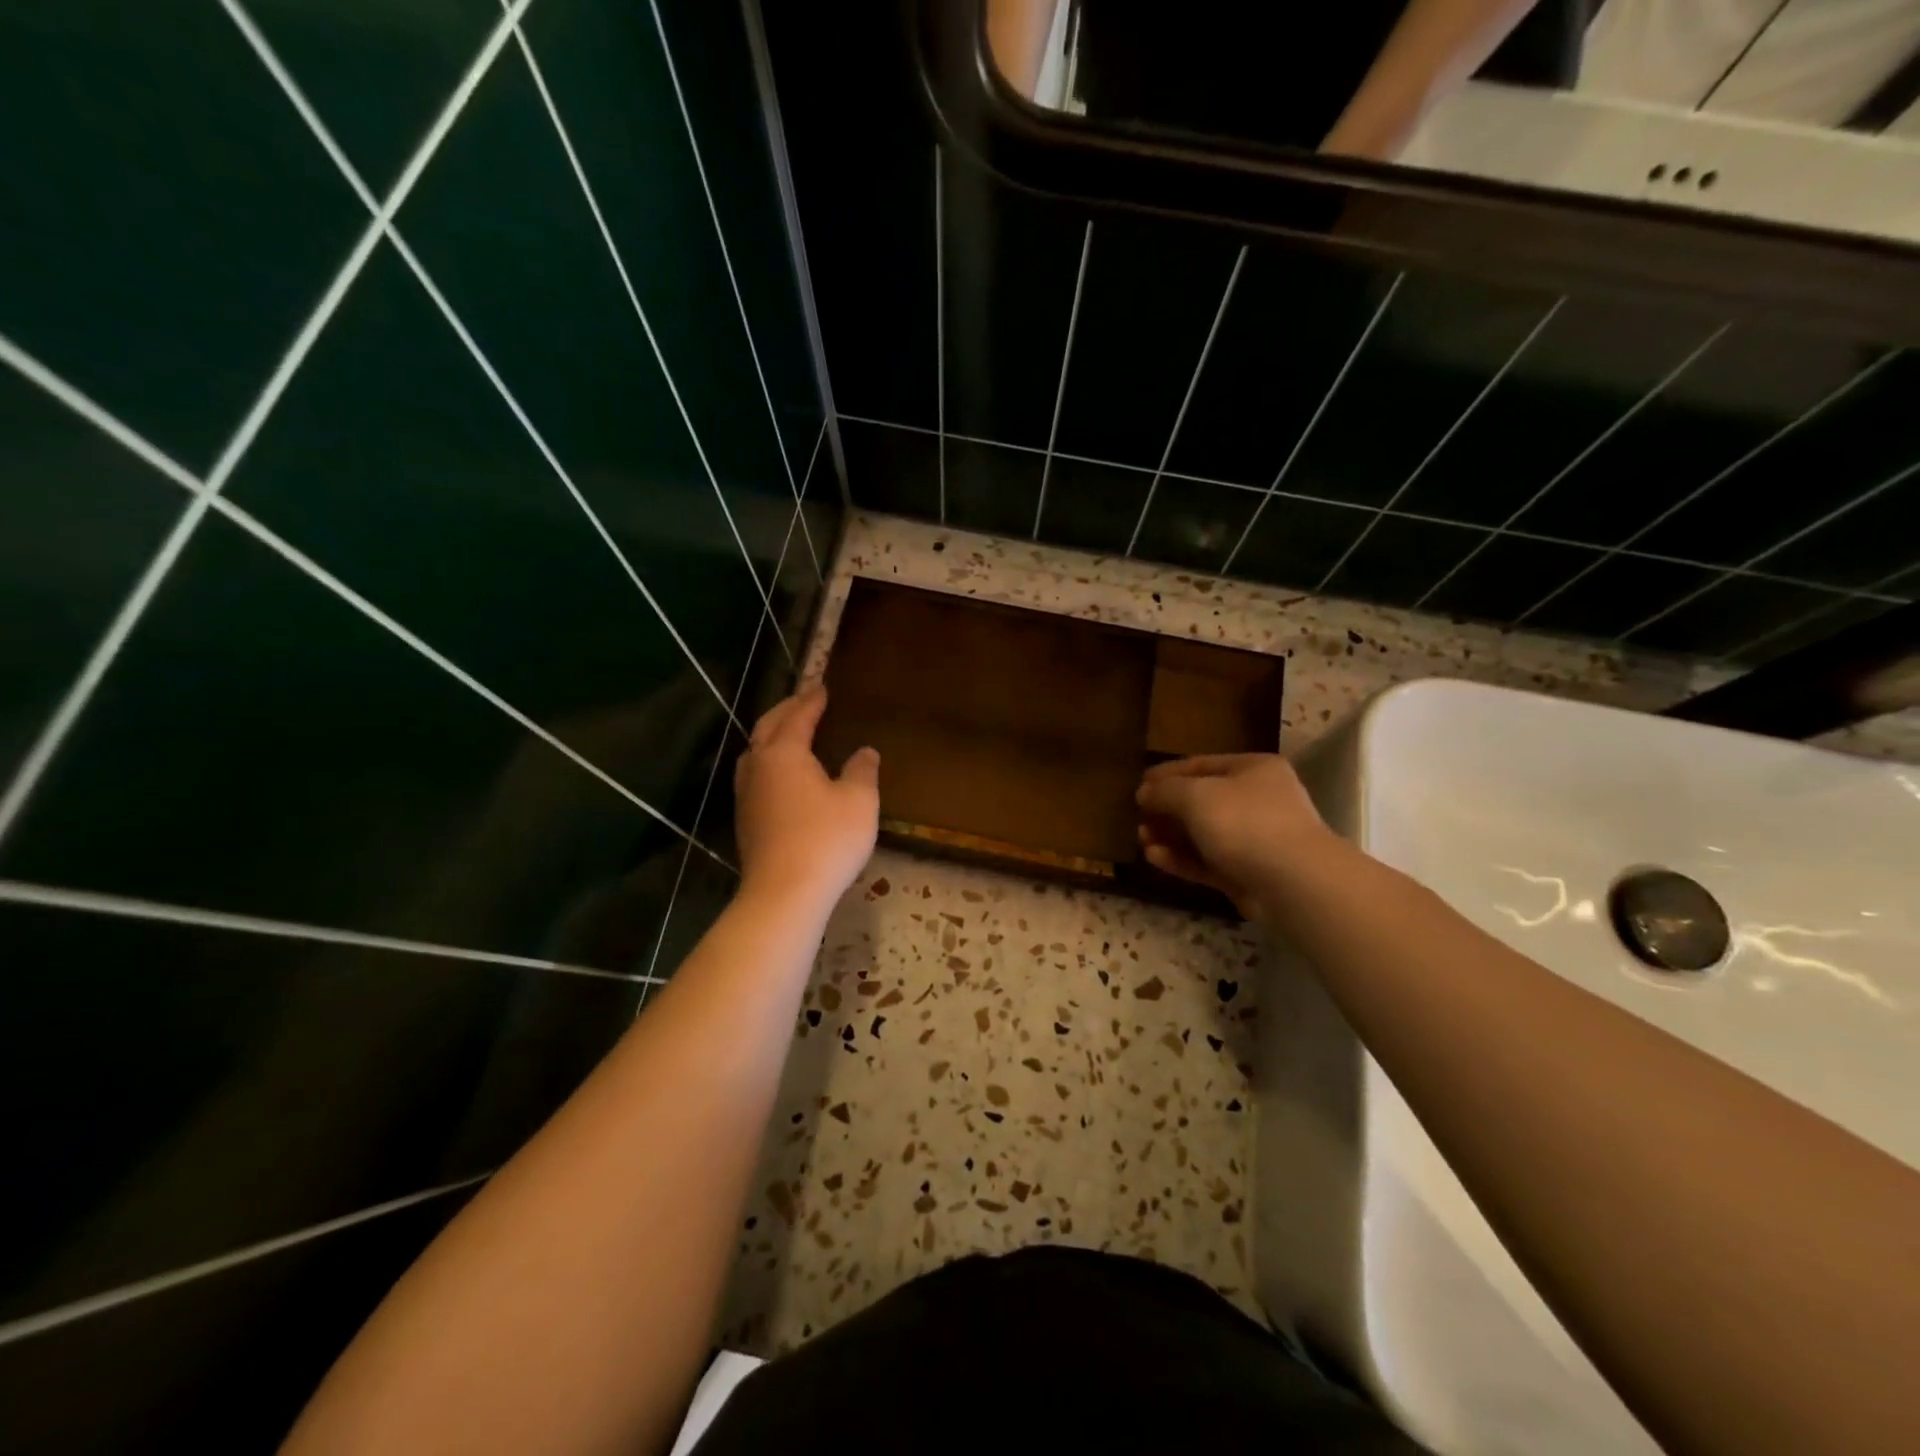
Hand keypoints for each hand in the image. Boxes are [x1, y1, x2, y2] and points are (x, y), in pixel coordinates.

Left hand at [734, 683, 878, 915]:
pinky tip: (782, 774)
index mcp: (784, 752)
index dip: (812, 700)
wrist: (784, 892)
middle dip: (787, 710)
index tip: (822, 687)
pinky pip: (756, 774)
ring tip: (789, 731)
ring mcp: (747, 794)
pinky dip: (769, 760)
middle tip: (804, 699)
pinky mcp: (746, 819)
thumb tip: (865, 751)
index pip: (798, 716)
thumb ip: (862, 770)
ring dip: (772, 734)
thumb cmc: (826, 839)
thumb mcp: (859, 801)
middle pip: (768, 726)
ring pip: (755, 751)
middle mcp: (758, 766)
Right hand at [1135, 754, 1329, 919]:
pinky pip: (1208, 861)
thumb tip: (1144, 792)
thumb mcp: (1195, 795)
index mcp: (1253, 769)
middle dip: (1167, 809)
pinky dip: (1182, 858)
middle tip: (1138, 816)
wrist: (1293, 881)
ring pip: (1203, 834)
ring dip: (1171, 836)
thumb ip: (1165, 790)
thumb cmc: (1244, 822)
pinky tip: (1154, 858)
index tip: (1138, 784)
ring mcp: (1255, 839)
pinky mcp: (1248, 873)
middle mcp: (1257, 800)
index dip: (1167, 773)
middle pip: (1202, 800)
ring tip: (1141, 840)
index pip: (1201, 764)